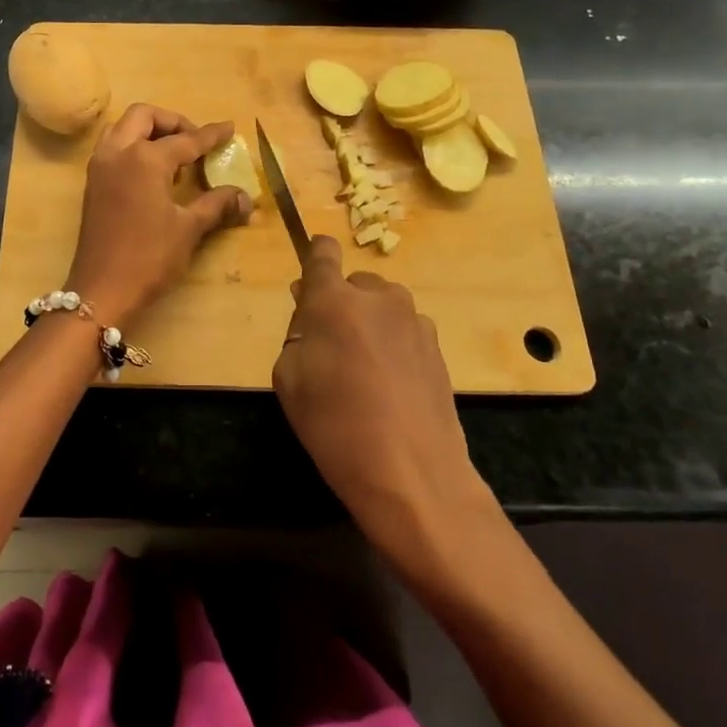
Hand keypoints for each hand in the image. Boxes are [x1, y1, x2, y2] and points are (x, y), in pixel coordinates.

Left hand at [65, 104, 251, 327]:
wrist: (102, 290)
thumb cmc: (149, 257)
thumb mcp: (189, 229)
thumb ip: (217, 205)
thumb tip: (246, 198)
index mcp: (145, 159)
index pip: (185, 140)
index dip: (210, 135)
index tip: (228, 127)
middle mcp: (119, 152)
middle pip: (144, 116)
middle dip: (173, 122)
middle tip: (195, 141)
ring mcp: (100, 166)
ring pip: (123, 128)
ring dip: (148, 130)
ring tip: (173, 155)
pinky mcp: (92, 183)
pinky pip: (113, 147)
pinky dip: (133, 146)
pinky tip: (153, 172)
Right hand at [273, 236, 496, 570]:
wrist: (412, 474)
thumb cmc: (335, 425)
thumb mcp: (288, 379)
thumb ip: (297, 334)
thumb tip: (312, 315)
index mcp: (335, 299)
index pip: (322, 252)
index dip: (314, 255)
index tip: (309, 277)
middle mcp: (378, 297)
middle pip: (353, 283)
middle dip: (340, 303)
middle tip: (329, 346)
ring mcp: (414, 320)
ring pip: (381, 307)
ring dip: (369, 324)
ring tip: (363, 372)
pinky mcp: (438, 346)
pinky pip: (403, 331)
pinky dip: (392, 345)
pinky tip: (389, 387)